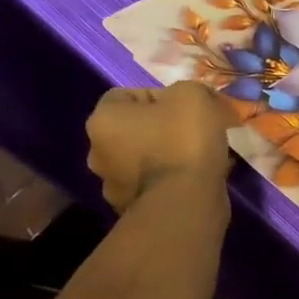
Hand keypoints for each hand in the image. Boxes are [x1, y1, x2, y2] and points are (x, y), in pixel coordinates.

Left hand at [85, 84, 234, 213]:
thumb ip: (188, 90)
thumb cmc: (183, 141)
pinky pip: (156, 183)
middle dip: (163, 127)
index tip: (185, 107)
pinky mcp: (133, 208)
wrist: (186, 203)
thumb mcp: (193, 96)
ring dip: (168, 154)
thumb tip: (192, 102)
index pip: (126, 95)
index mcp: (103, 120)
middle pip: (134, 128)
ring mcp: (113, 185)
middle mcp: (98, 152)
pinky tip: (198, 178)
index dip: (159, 95)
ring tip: (201, 156)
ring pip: (145, 158)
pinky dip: (173, 178)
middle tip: (194, 130)